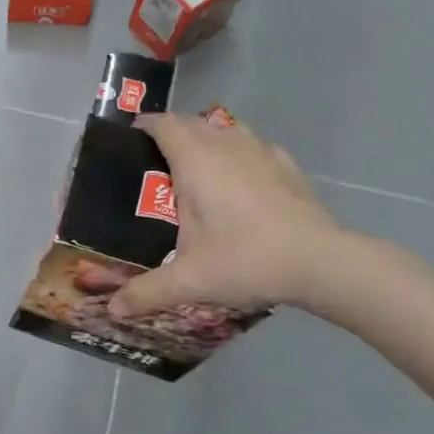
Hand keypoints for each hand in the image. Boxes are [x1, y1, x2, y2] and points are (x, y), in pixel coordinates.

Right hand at [109, 115, 351, 317]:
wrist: (321, 263)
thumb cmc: (246, 259)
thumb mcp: (189, 280)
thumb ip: (147, 292)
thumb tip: (113, 309)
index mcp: (195, 161)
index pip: (164, 125)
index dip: (145, 126)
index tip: (130, 138)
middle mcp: (226, 145)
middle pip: (192, 123)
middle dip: (171, 133)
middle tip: (153, 161)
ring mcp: (260, 152)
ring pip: (224, 130)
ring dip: (205, 139)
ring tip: (194, 168)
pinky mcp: (286, 166)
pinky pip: (251, 146)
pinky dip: (236, 154)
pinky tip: (238, 182)